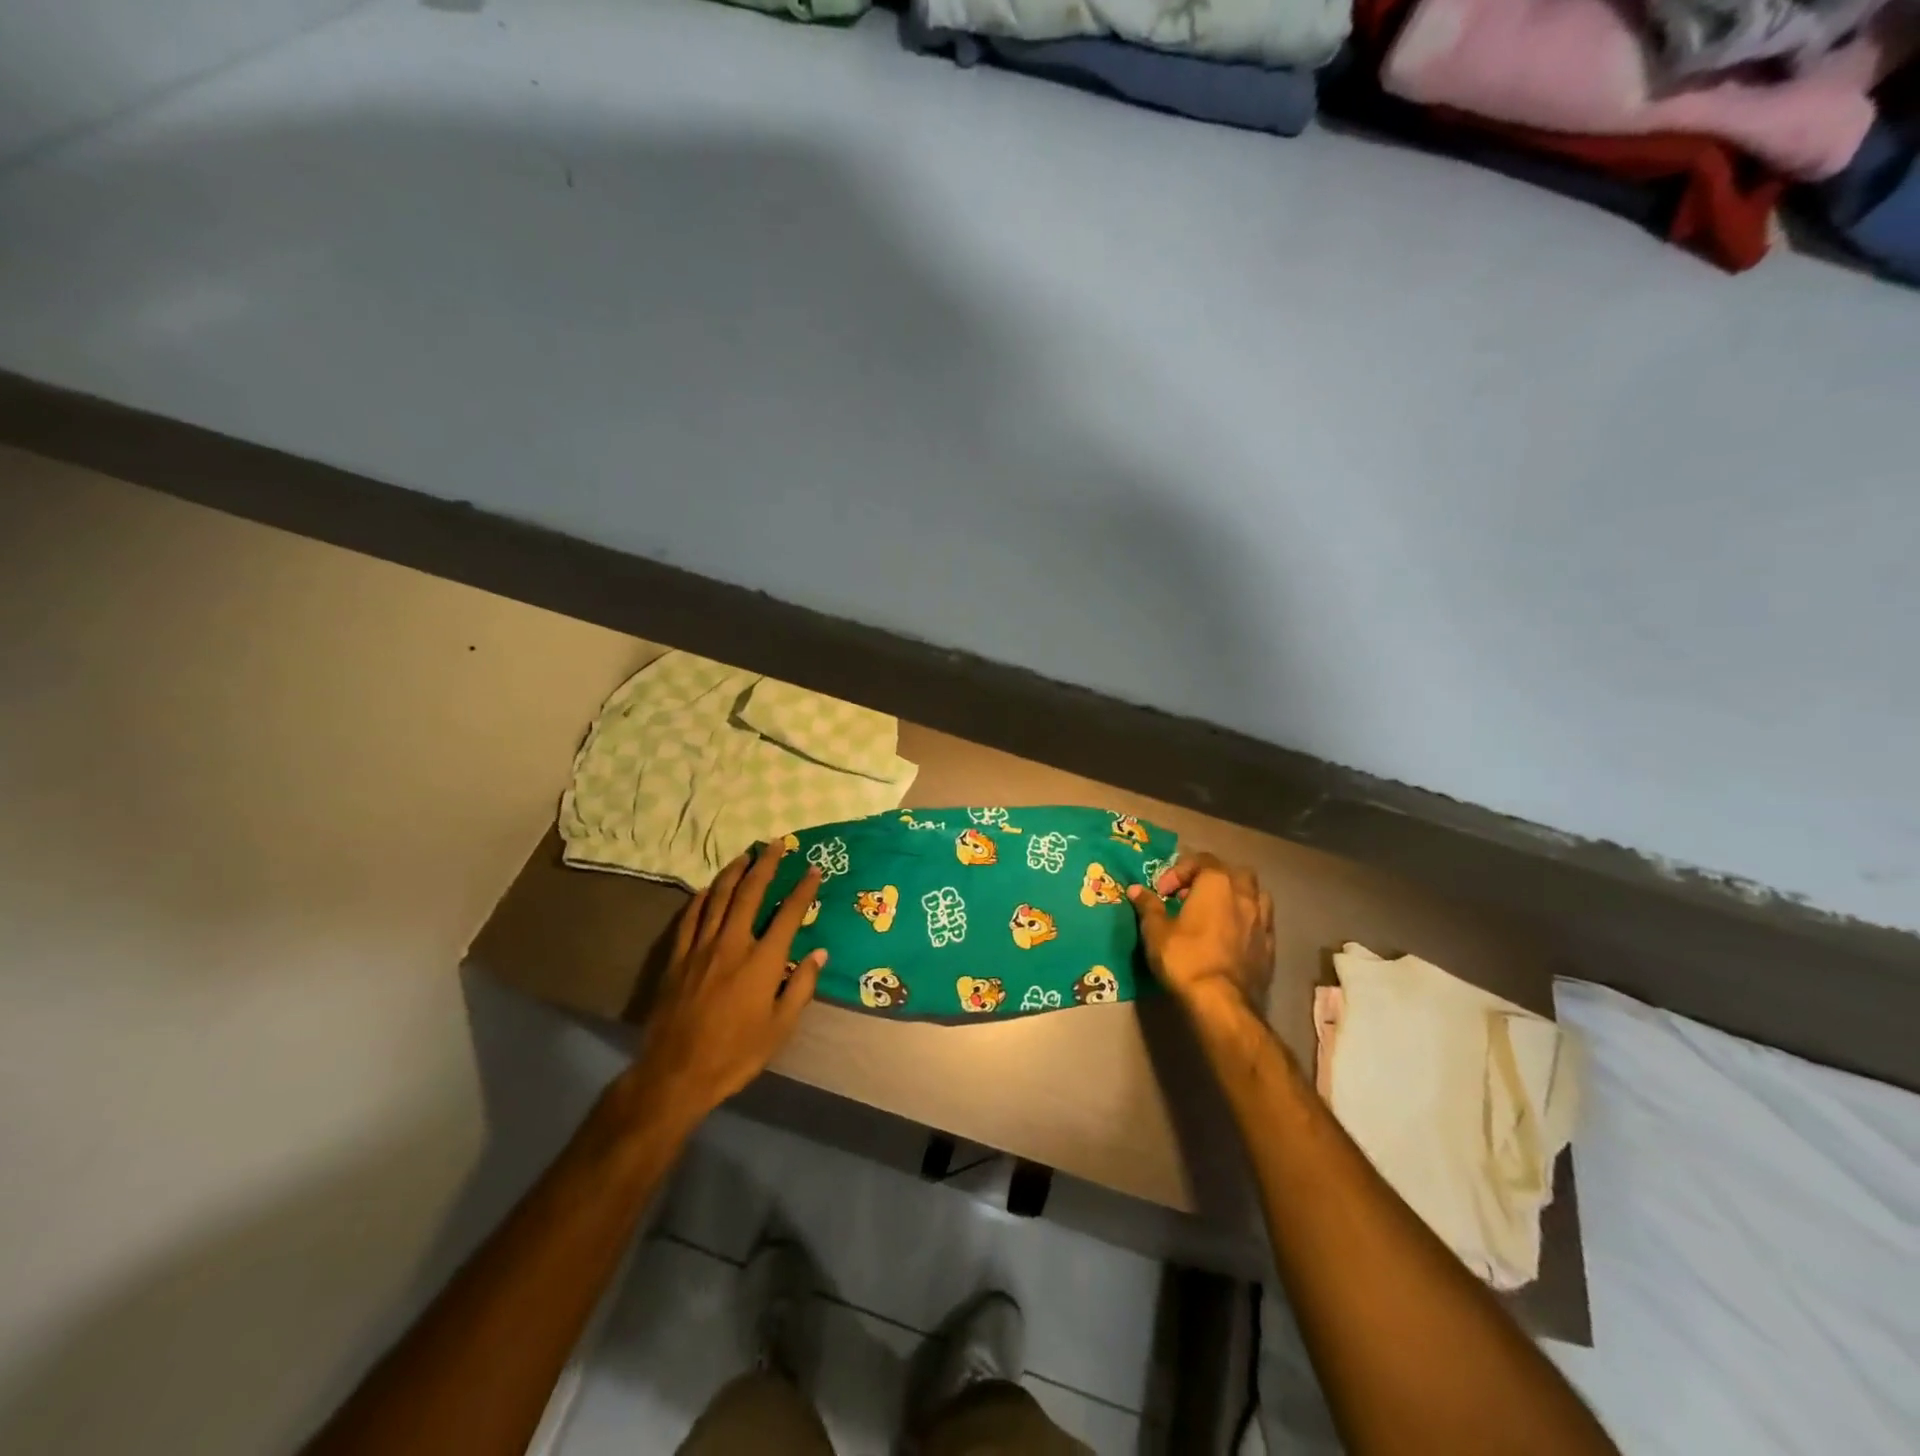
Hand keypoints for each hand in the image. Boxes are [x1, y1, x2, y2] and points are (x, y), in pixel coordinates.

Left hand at [637, 844, 825, 1116]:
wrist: (676, 1074)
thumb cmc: (736, 1054)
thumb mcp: (780, 1028)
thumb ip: (801, 986)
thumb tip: (819, 953)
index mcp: (762, 961)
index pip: (788, 914)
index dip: (803, 889)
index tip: (813, 869)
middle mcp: (732, 944)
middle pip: (750, 893)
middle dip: (766, 865)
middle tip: (776, 844)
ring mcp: (701, 948)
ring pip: (718, 898)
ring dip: (734, 873)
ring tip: (745, 855)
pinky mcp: (677, 958)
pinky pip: (690, 918)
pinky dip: (701, 898)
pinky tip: (707, 889)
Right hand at [1128, 852, 1274, 1019]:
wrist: (1222, 1003)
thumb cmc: (1185, 958)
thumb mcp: (1155, 931)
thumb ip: (1148, 906)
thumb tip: (1136, 890)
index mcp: (1217, 884)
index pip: (1201, 860)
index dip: (1178, 871)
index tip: (1162, 892)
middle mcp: (1245, 896)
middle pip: (1234, 872)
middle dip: (1214, 878)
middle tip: (1192, 896)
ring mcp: (1263, 922)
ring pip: (1256, 895)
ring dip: (1237, 897)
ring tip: (1217, 913)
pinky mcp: (1271, 948)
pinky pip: (1262, 923)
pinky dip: (1247, 922)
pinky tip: (1232, 937)